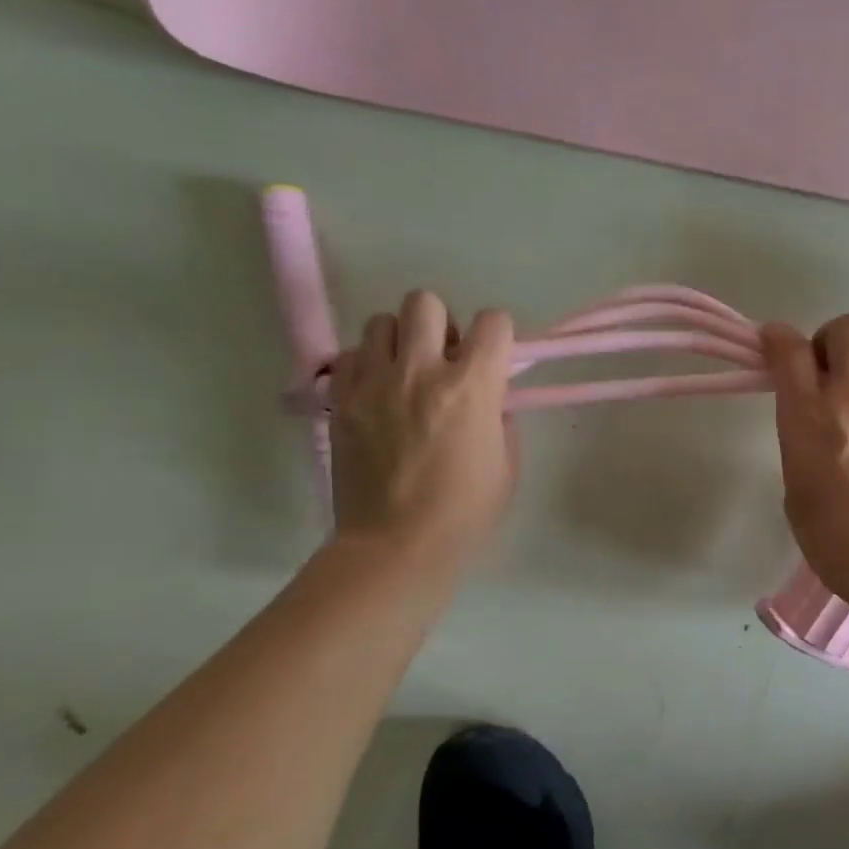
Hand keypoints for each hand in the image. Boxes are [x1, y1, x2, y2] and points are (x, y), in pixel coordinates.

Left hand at [328, 292, 516, 576]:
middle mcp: (421, 370)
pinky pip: (349, 355)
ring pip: (381, 321)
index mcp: (471, 386)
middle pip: (426, 302)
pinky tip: (376, 393)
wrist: (395, 547)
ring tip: (404, 373)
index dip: (498, 335)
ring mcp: (374, 383)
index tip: (493, 358)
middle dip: (441, 324)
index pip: (493, 321)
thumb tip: (487, 396)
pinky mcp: (341, 401)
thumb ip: (500, 416)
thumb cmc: (465, 511)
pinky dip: (365, 365)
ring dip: (399, 340)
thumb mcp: (507, 463)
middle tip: (443, 359)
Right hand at [761, 314, 848, 606]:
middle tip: (826, 371)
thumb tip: (816, 433)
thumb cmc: (838, 541)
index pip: (789, 348)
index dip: (777, 337)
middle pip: (847, 327)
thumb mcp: (797, 492)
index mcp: (809, 413)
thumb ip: (802, 446)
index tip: (772, 343)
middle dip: (831, 339)